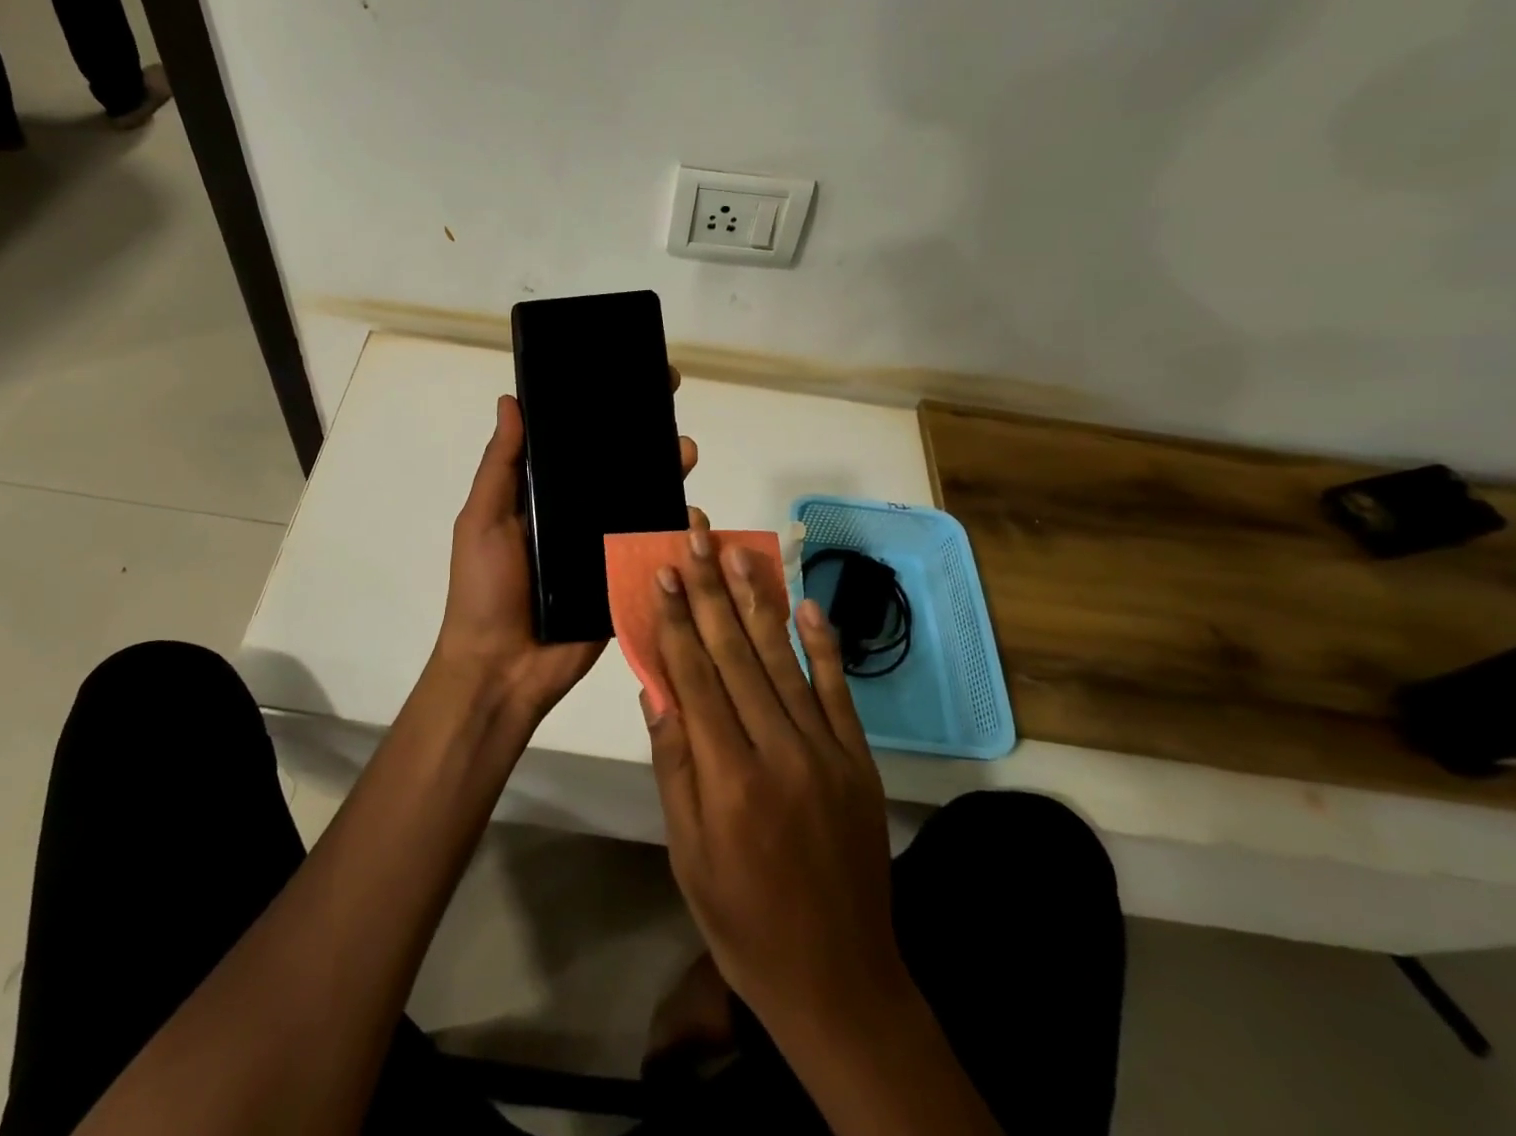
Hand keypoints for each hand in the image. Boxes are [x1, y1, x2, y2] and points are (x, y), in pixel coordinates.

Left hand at [432, 386, 697, 720]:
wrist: (503, 670)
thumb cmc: (485, 590)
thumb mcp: (483, 520)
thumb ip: (501, 466)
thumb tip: (511, 401)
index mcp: (542, 495)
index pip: (575, 442)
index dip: (598, 409)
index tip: (621, 375)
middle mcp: (577, 513)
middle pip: (617, 465)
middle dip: (642, 432)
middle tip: (667, 399)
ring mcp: (604, 545)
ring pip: (642, 500)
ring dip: (665, 472)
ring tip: (683, 449)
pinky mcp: (625, 578)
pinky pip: (655, 547)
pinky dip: (676, 527)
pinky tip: (692, 508)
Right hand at [642, 519, 905, 1038]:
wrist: (840, 979)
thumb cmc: (743, 921)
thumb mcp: (688, 852)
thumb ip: (674, 765)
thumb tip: (656, 690)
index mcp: (728, 777)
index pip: (695, 677)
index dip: (676, 619)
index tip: (663, 570)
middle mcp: (779, 750)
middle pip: (737, 653)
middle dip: (710, 589)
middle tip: (697, 536)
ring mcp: (826, 751)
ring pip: (784, 659)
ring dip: (759, 599)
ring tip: (739, 550)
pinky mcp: (859, 759)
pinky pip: (838, 691)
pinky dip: (823, 644)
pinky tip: (806, 603)